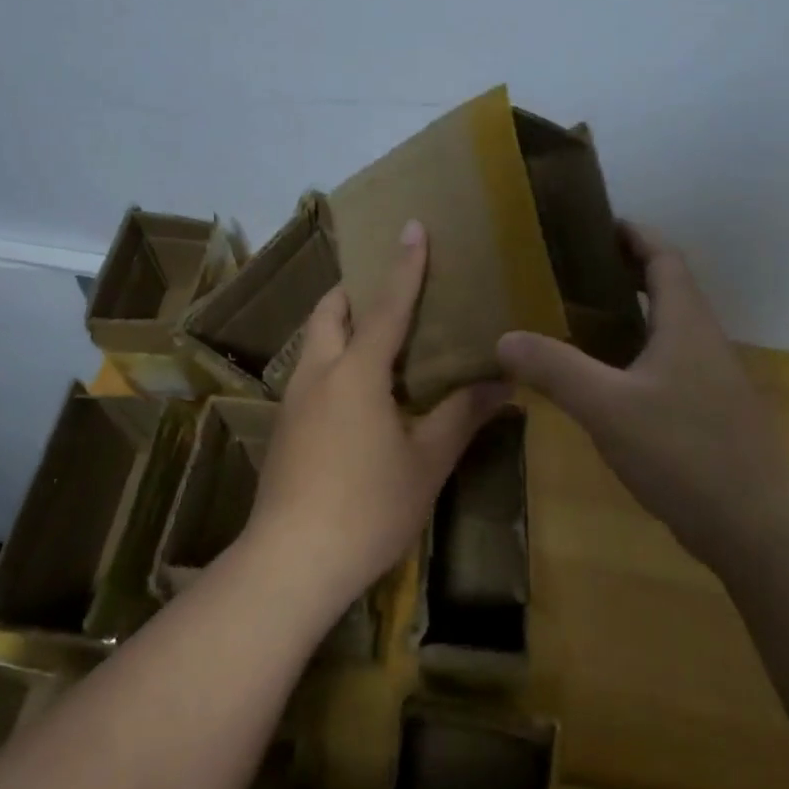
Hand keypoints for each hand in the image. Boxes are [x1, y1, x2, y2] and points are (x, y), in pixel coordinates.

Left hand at [245, 220, 508, 622]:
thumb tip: (504, 382)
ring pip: (314, 343)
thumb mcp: (427, 462)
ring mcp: (294, 402)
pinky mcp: (283, 429)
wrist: (290, 563)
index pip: (386, 306)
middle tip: (388, 290)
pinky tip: (358, 396)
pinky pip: (311, 374)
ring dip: (340, 327)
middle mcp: (318, 374)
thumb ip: (462, 415)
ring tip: (377, 338)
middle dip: (354, 291)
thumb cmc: (368, 506)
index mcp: (356, 372)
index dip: (404, 265)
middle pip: (329, 312)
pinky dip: (334, 362)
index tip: (412, 226)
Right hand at [497, 222, 788, 564]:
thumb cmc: (686, 452)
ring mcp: (710, 381)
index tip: (597, 223)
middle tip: (570, 273)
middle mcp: (703, 342)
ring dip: (629, 316)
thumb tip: (504, 338)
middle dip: (624, 272)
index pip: (664, 257)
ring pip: (666, 331)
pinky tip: (602, 382)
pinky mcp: (707, 415)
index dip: (634, 234)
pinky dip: (634, 356)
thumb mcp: (609, 407)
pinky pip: (666, 367)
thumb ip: (556, 369)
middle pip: (667, 289)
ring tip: (576, 320)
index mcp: (686, 323)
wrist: (757, 528)